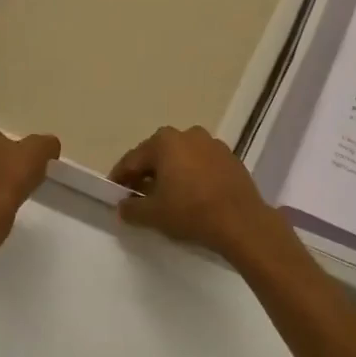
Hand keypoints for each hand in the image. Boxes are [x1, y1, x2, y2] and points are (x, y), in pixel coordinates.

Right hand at [110, 125, 282, 259]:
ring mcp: (212, 144)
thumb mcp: (153, 215)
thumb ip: (131, 209)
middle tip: (138, 195)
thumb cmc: (190, 212)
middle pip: (158, 155)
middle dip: (145, 174)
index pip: (132, 160)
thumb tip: (123, 206)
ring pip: (182, 158)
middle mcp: (188, 134)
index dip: (120, 178)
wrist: (241, 222)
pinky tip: (193, 195)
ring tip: (167, 196)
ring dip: (171, 173)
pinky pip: (202, 165)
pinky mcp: (230, 158)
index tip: (114, 193)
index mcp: (164, 141)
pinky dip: (193, 176)